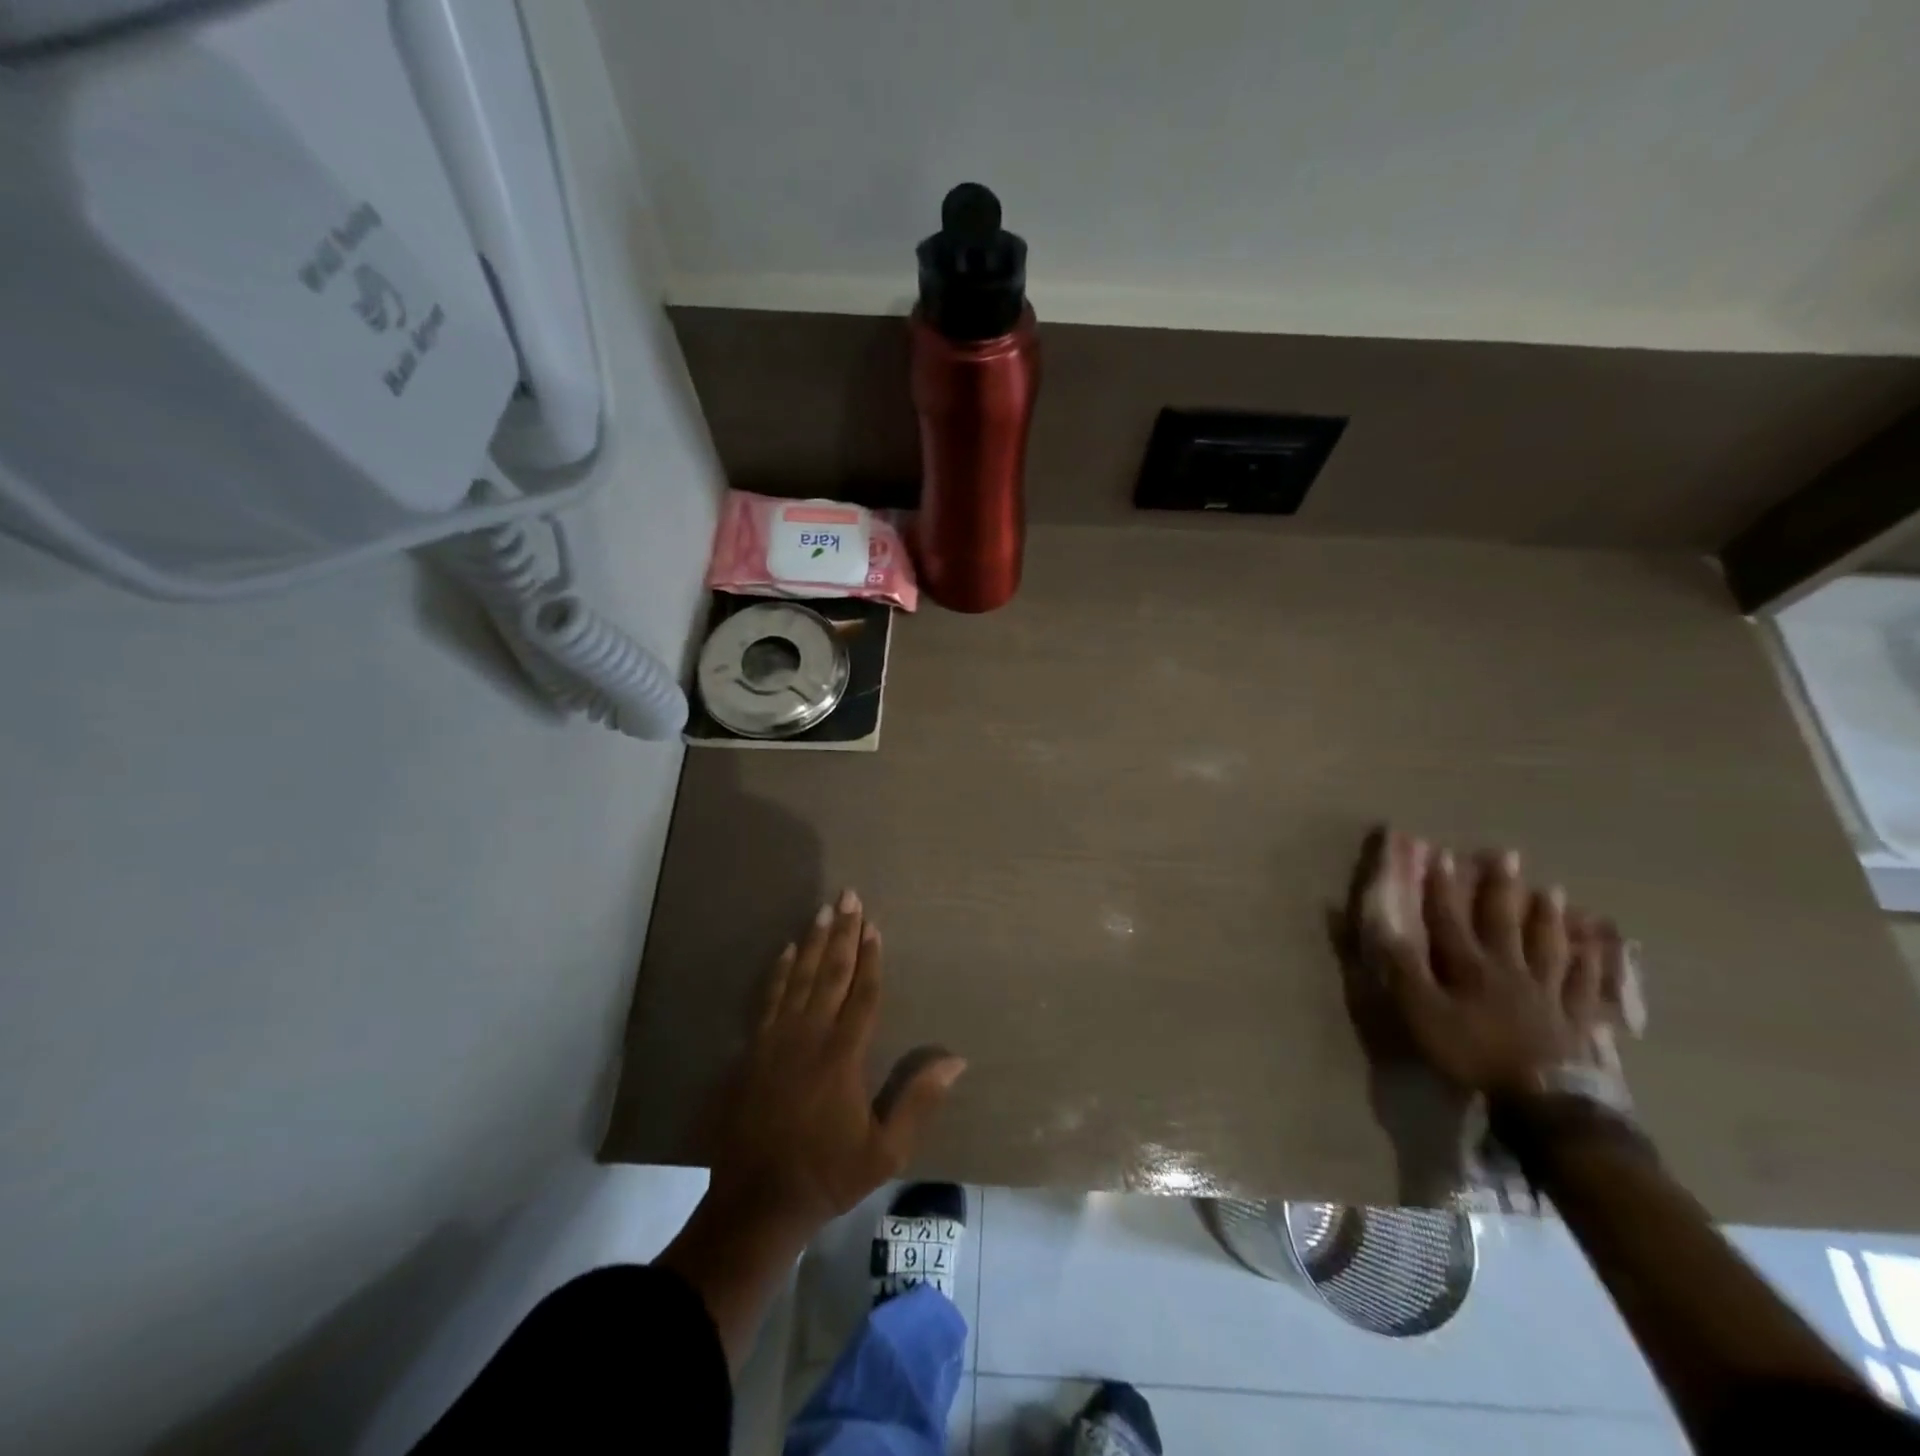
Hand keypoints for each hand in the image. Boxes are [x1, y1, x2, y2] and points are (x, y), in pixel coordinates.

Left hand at [702, 889, 966, 1238]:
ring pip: (799, 979)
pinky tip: (787, 951)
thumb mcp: (885, 1151)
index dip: (870, 958)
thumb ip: (918, 1101)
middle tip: (849, 896)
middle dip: (842, 933)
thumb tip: (956, 1060)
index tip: (874, 926)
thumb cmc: (828, 1174)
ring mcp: (776, 1042)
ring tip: (824, 910)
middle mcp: (809, 1037)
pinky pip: (768, 1000)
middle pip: (830, 974)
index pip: (862, 995)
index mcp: (843, 1056)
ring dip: (814, 942)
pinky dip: (779, 972)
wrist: (756, 1204)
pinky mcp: (753, 1052)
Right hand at [1370, 838, 1616, 1095]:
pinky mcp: (1576, 1019)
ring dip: (1547, 918)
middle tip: (1507, 856)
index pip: (1449, 919)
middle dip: (1500, 888)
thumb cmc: (1473, 1053)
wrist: (1544, 1100)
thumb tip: (1379, 924)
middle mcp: (1510, 969)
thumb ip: (1402, 969)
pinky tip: (1596, 949)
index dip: (1442, 887)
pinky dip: (1591, 964)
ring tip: (1553, 892)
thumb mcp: (1422, 1013)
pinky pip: (1585, 984)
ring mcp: (1548, 993)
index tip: (1441, 855)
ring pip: (1548, 946)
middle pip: (1503, 922)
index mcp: (1469, 967)